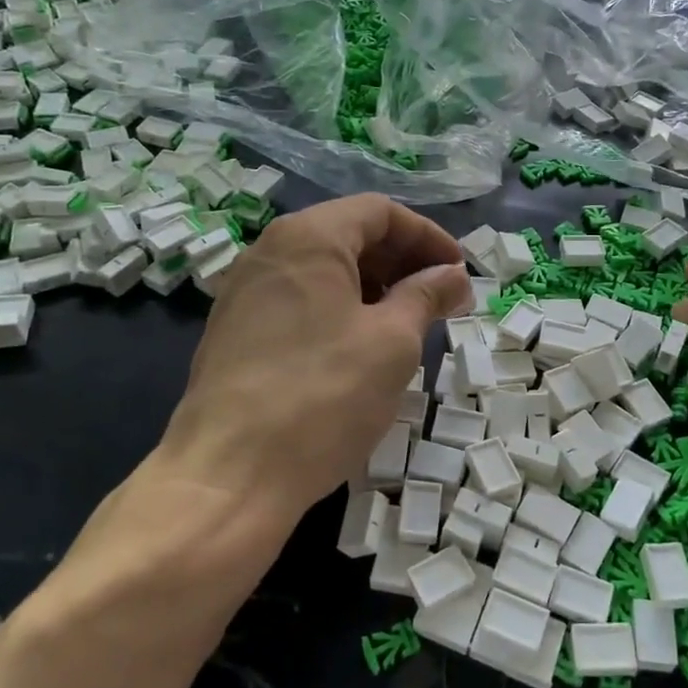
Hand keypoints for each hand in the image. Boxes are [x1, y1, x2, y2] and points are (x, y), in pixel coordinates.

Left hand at [155, 194, 471, 522]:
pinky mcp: (234, 330)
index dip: (428, 237)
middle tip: (440, 300)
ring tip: (407, 325)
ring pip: (323, 270)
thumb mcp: (392, 342)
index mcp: (309, 237)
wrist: (229, 475)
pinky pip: (299, 300)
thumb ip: (426, 296)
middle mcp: (270, 251)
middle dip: (402, 261)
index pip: (380, 212)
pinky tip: (360, 347)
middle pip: (349, 235)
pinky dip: (339, 309)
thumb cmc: (324, 396)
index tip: (458, 273)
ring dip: (373, 287)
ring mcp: (245, 291)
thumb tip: (453, 277)